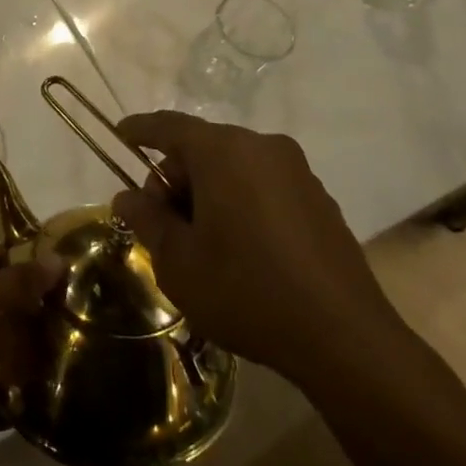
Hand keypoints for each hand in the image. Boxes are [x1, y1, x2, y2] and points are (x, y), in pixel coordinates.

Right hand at [110, 111, 399, 382]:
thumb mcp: (178, 262)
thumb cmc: (246, 291)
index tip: (120, 136)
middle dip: (176, 178)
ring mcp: (297, 172)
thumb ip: (147, 219)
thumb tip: (128, 197)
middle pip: (202, 147)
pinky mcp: (319, 199)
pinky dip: (242, 203)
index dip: (139, 130)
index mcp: (223, 152)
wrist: (345, 338)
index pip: (168, 126)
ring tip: (203, 244)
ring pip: (234, 167)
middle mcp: (262, 147)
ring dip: (209, 193)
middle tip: (164, 225)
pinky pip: (264, 186)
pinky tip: (243, 250)